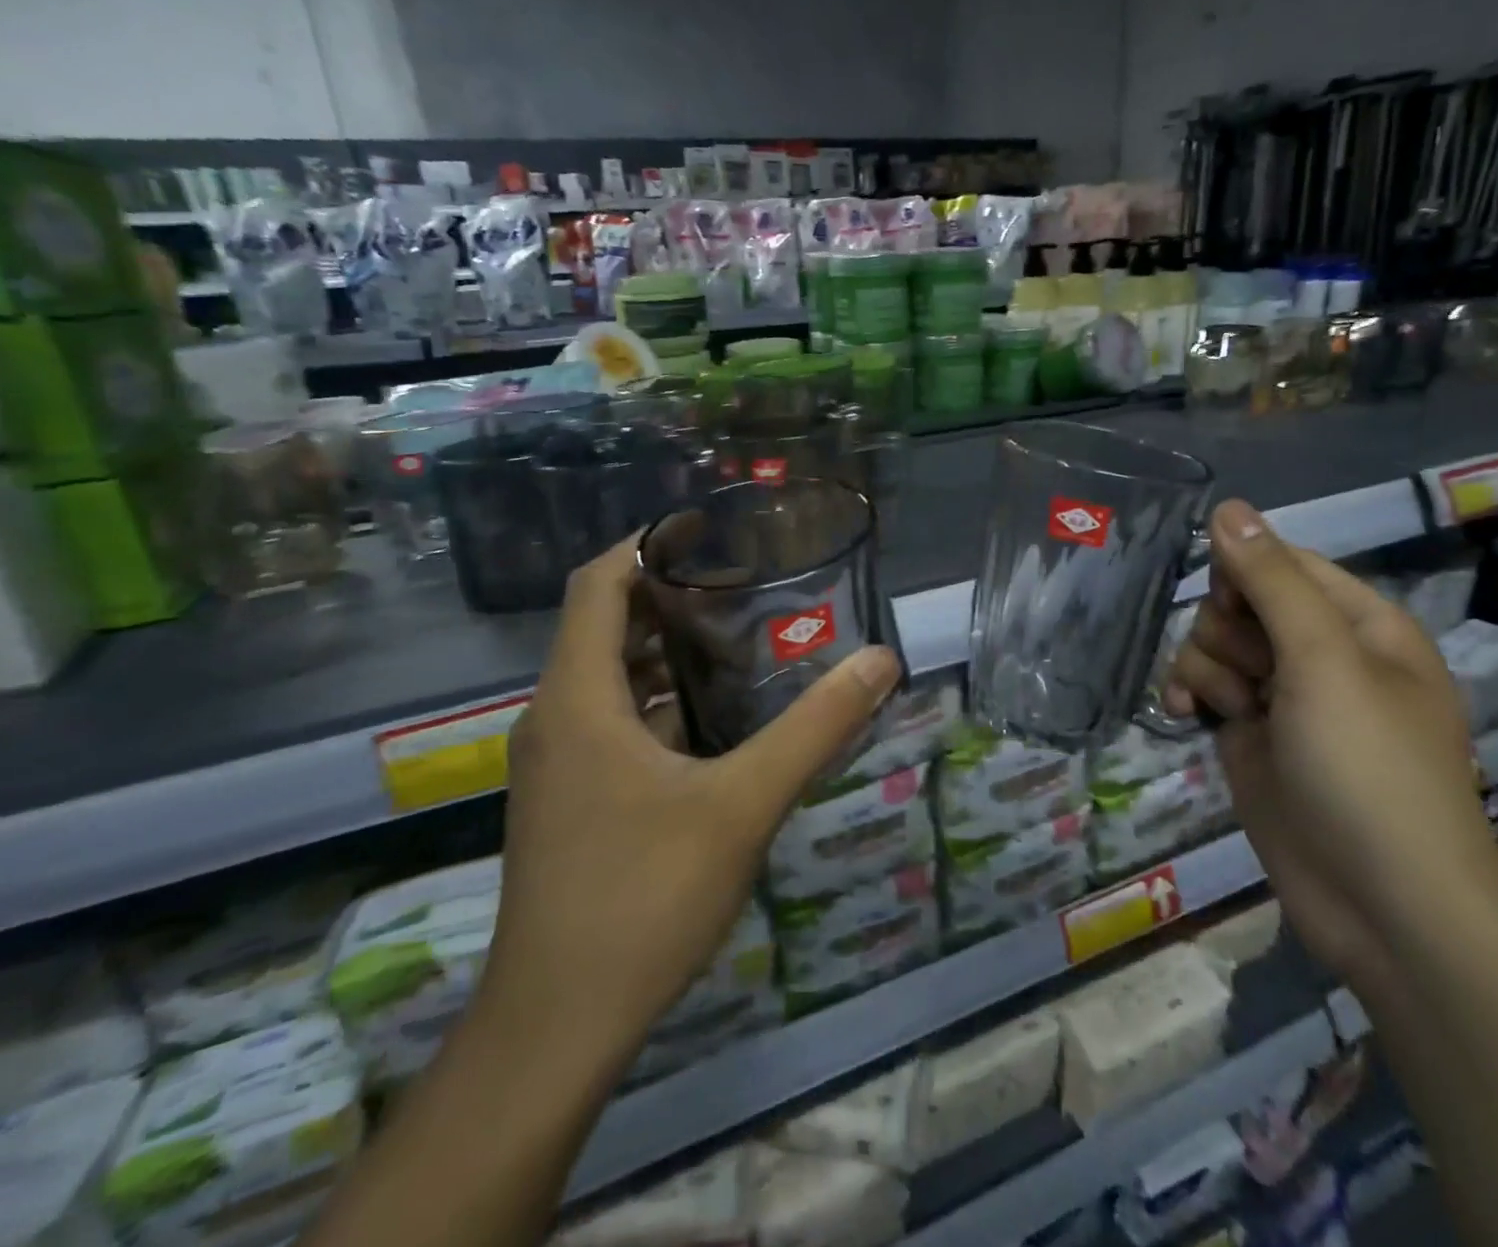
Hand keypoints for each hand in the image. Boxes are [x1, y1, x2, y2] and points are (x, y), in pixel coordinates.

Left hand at [478, 537, 900, 1082]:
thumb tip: (880, 661)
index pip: (596, 585)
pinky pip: (612, 721)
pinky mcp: (571, 801)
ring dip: (668, 651)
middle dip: (671, 596)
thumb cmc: (642, 898)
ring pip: (610, 678)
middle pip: (605, 626)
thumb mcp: (744, 803)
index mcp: (578, 700)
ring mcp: (559, 765)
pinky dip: (660, 700)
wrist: (557, 1028)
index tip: (706, 529)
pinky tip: (716, 720)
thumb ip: (816, 727)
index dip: (644, 545)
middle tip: (746, 586)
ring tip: (741, 641)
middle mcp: (556, 720)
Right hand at [1166, 500, 1497, 992]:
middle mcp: (1320, 653)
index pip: (1284, 563)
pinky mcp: (1249, 734)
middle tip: (1252, 675)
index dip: (1246, 576)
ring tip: (1231, 709)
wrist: (1382, 907)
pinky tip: (1182, 713)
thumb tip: (1227, 506)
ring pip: (1214, 643)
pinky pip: (1202, 686)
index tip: (1234, 610)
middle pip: (1241, 601)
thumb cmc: (1368, 770)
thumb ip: (1271, 581)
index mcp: (1360, 623)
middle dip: (1229, 632)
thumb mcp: (1323, 662)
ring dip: (1207, 667)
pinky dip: (1189, 694)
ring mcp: (1282, 696)